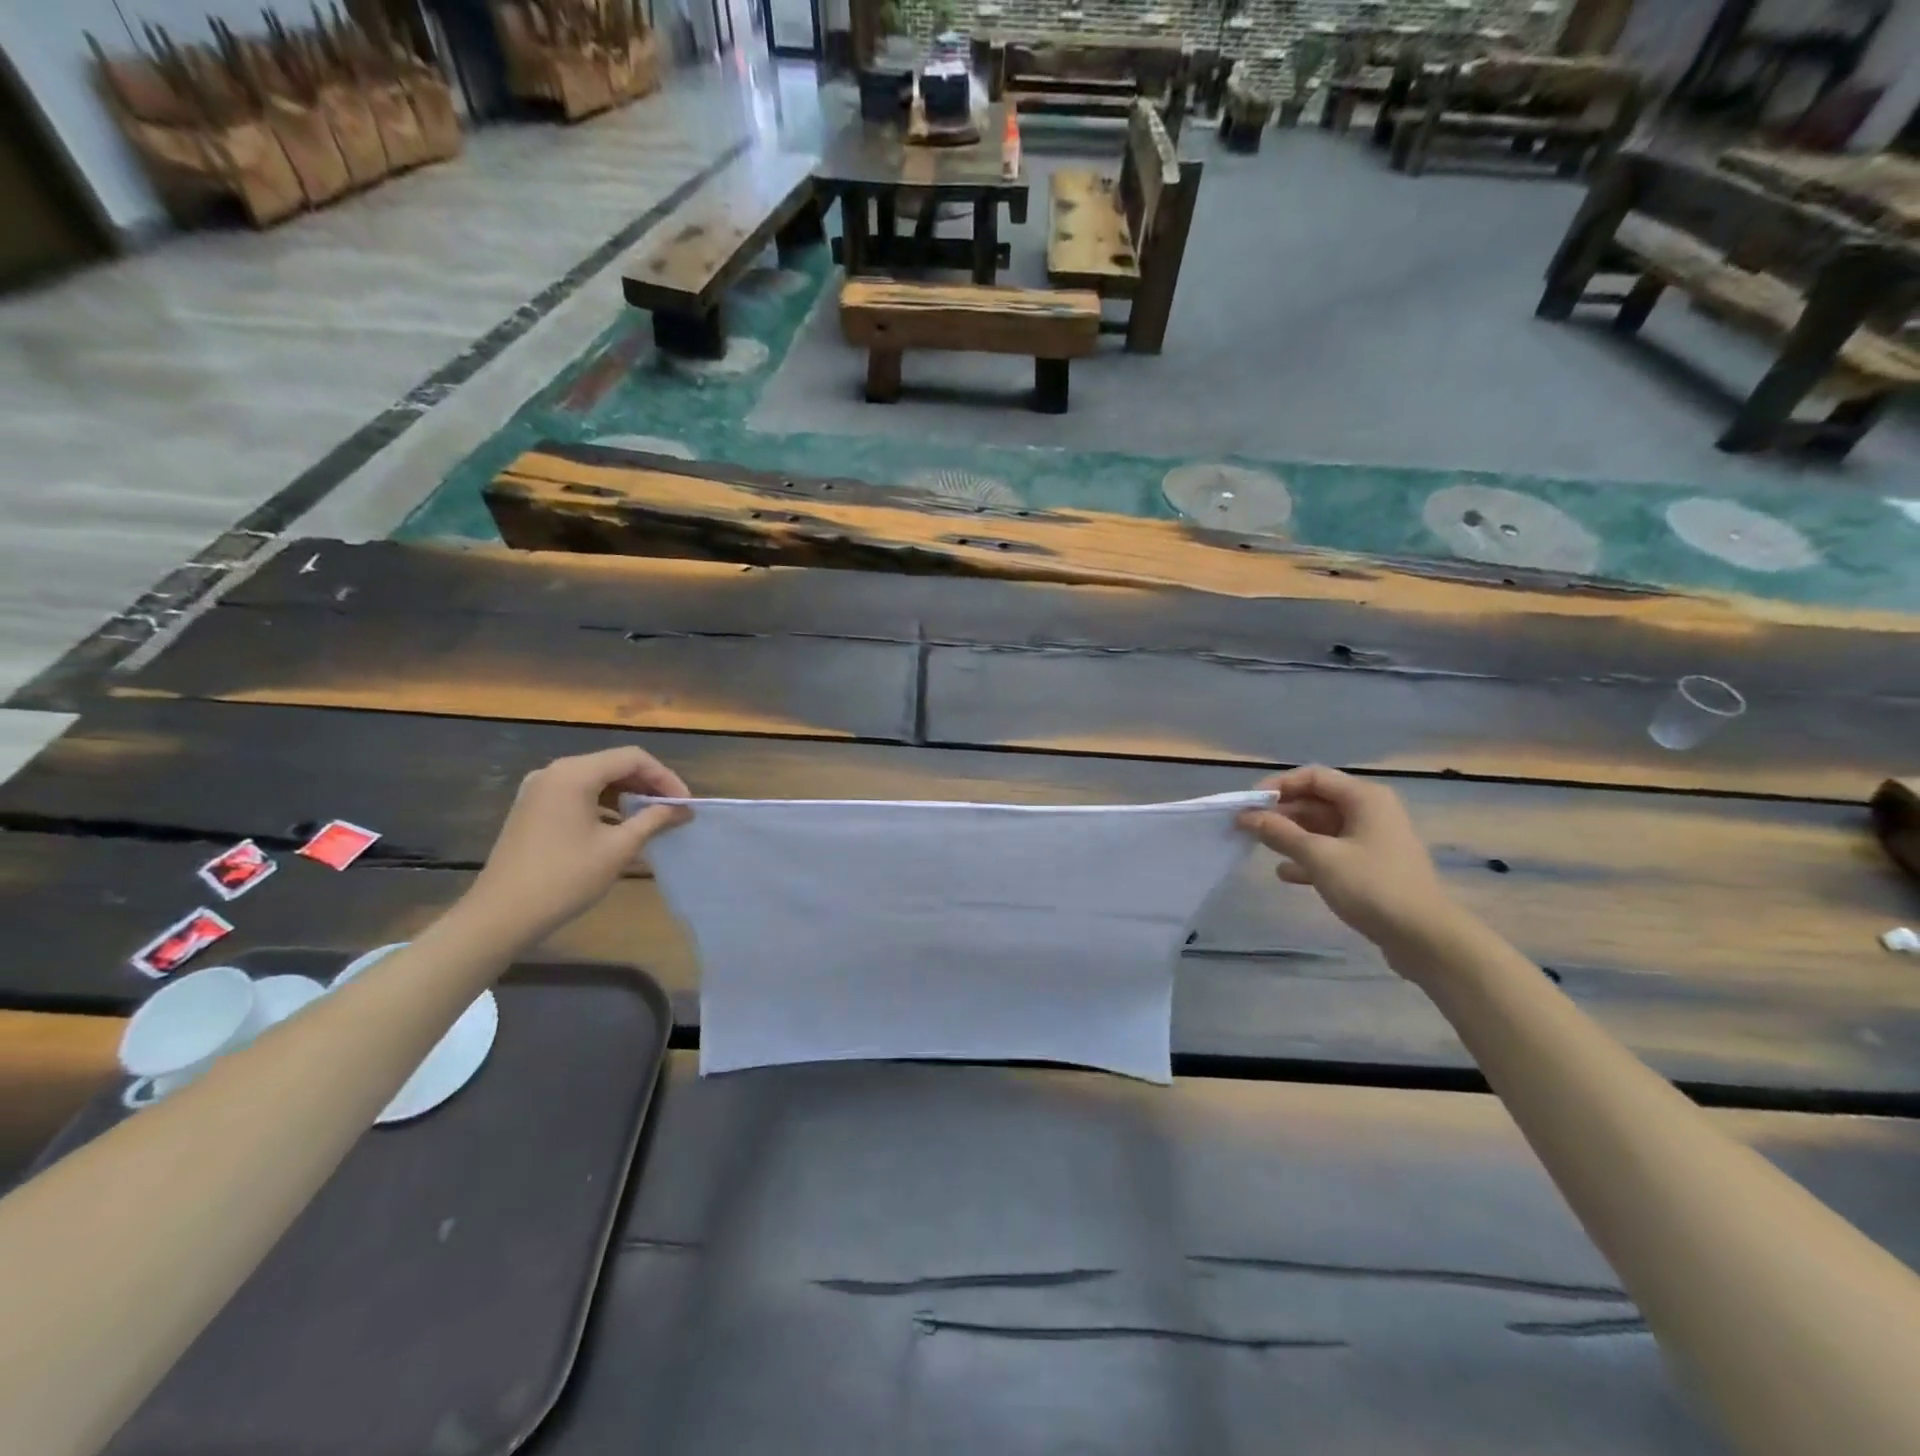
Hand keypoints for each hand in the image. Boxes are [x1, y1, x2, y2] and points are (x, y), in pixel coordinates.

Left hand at [468, 748, 691, 943]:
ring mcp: (539, 790)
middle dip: (648, 785)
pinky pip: (577, 794)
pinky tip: (619, 826)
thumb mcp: (619, 848)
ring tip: (652, 818)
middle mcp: (554, 772)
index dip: (665, 778)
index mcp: (574, 774)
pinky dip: (604, 804)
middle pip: (613, 764)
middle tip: (674, 810)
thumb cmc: (565, 878)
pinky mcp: (532, 808)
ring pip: (596, 779)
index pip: (633, 758)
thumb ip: (654, 820)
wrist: (500, 915)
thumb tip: (683, 809)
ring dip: (627, 794)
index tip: (685, 804)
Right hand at [1238, 766, 1455, 956]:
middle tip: (1247, 828)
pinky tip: (1286, 874)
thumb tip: (1246, 816)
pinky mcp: (1371, 867)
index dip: (1277, 786)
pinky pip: (1332, 852)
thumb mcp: (1319, 857)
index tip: (1248, 804)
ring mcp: (1372, 840)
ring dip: (1291, 836)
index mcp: (1364, 798)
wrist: (1425, 938)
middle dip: (1280, 813)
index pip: (1312, 777)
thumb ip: (1280, 833)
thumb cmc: (1372, 886)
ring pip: (1322, 828)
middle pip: (1316, 801)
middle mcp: (1370, 811)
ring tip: (1260, 847)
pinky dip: (1308, 858)